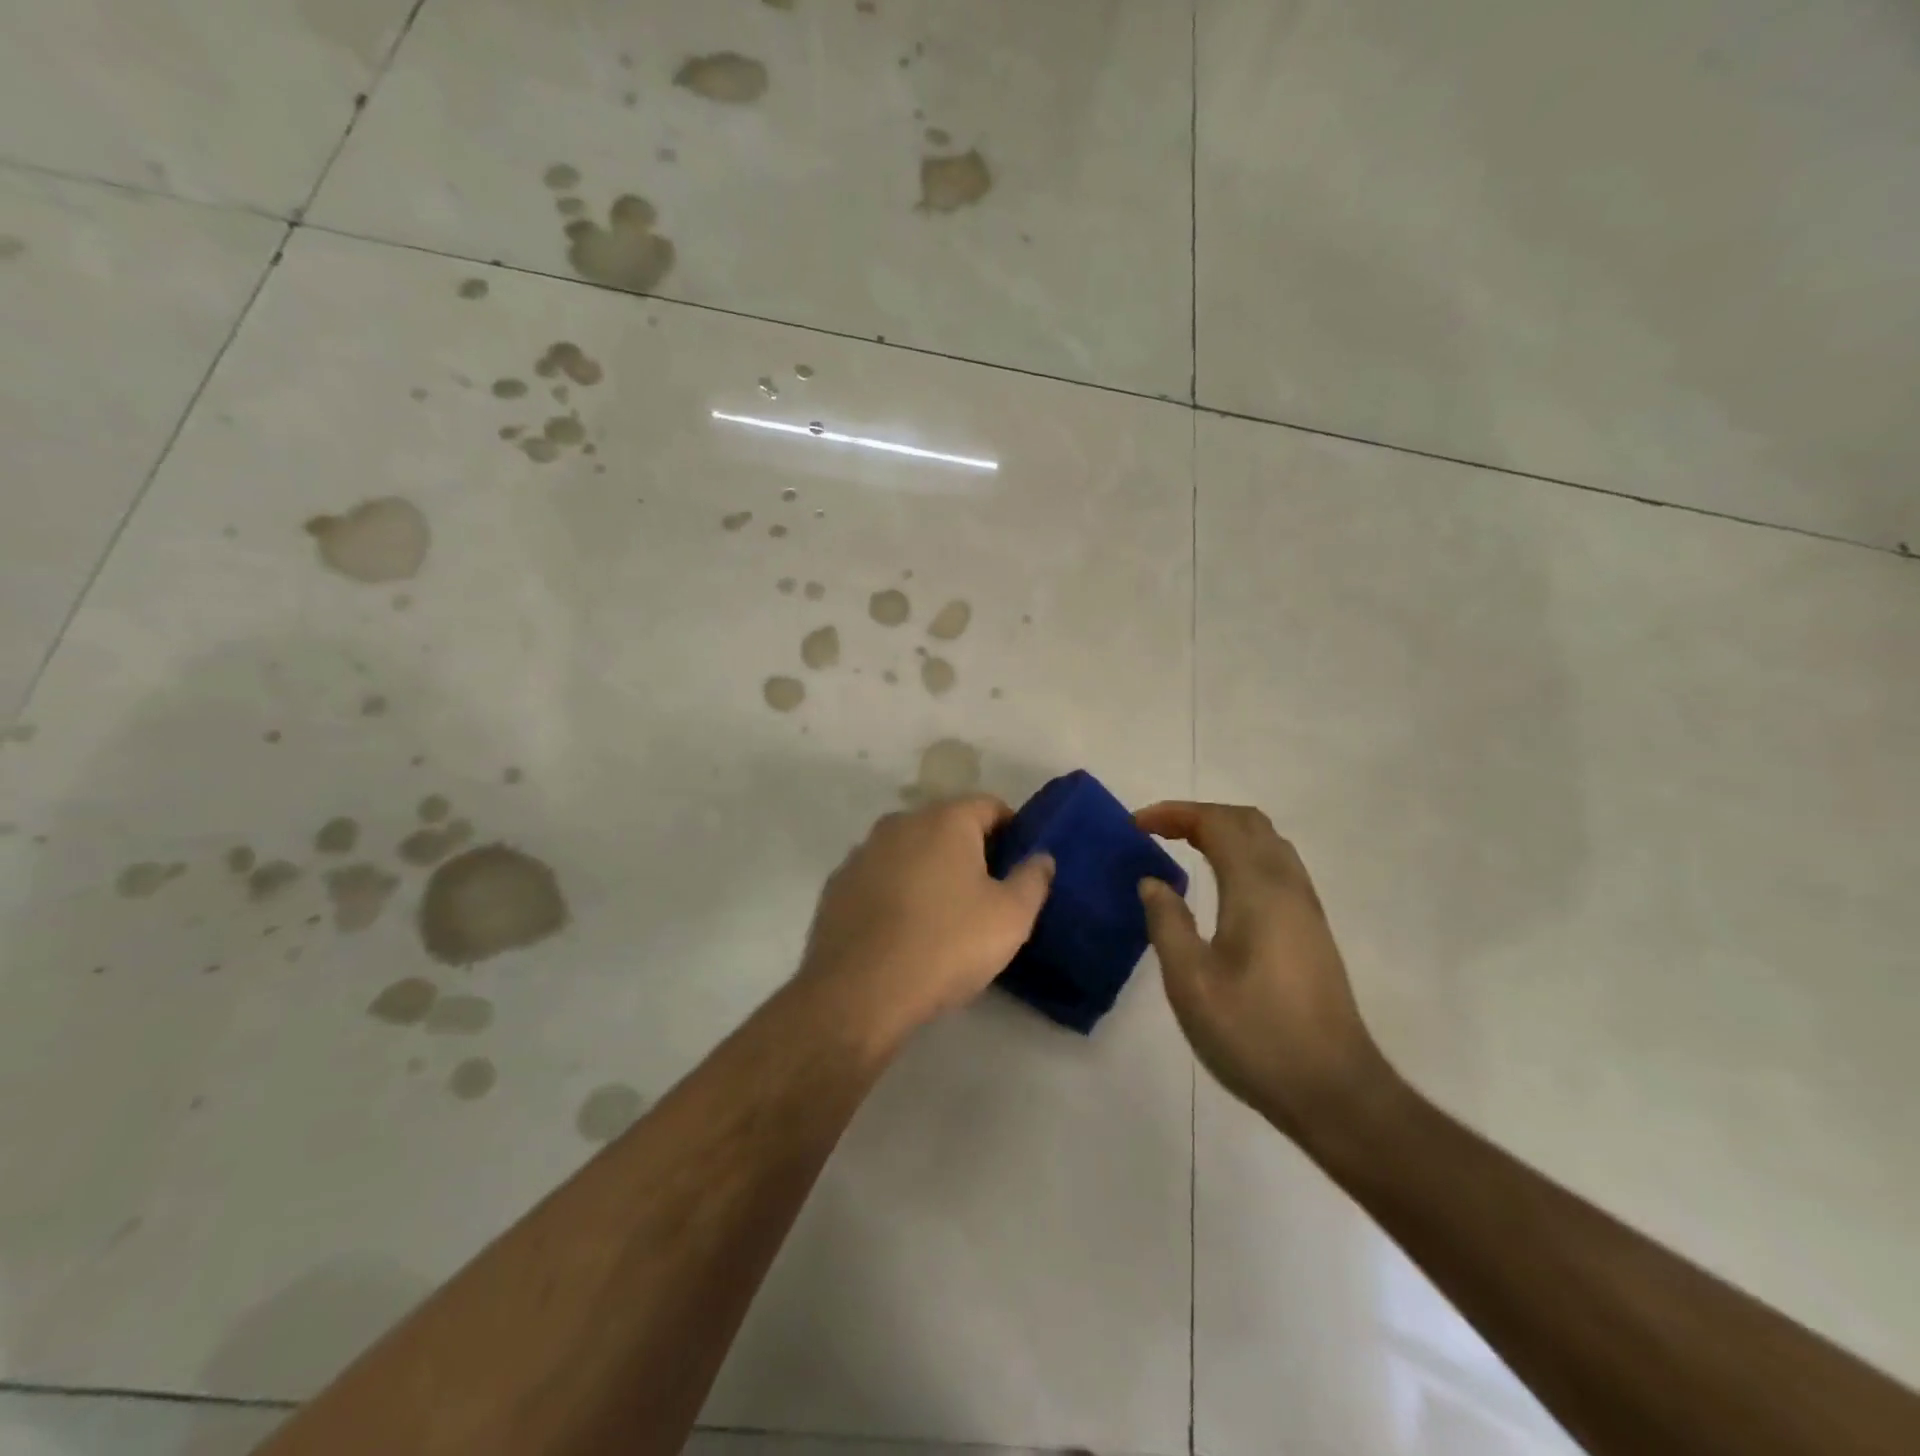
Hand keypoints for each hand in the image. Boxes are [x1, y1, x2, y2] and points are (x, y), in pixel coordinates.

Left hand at [799, 796, 1054, 1045]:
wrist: (858, 992)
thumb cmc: (946, 946)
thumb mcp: (1010, 918)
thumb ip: (1033, 879)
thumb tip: (1041, 857)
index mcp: (944, 820)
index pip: (988, 805)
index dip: (1012, 829)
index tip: (1020, 863)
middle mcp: (899, 823)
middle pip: (946, 825)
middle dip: (969, 850)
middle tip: (987, 891)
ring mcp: (862, 852)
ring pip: (909, 850)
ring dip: (929, 869)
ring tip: (943, 913)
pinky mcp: (837, 885)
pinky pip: (879, 877)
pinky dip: (896, 890)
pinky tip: (903, 929)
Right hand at [1135, 802, 1389, 1136]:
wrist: (1334, 1090)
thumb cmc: (1254, 1034)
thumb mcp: (1190, 982)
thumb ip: (1166, 922)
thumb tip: (1152, 882)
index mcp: (1257, 889)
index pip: (1216, 824)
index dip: (1174, 813)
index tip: (1135, 825)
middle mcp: (1287, 885)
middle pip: (1247, 822)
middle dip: (1198, 816)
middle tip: (1157, 831)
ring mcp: (1306, 907)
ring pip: (1267, 841)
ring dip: (1223, 831)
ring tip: (1183, 847)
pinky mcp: (1312, 929)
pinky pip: (1276, 865)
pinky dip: (1242, 853)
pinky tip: (1221, 884)